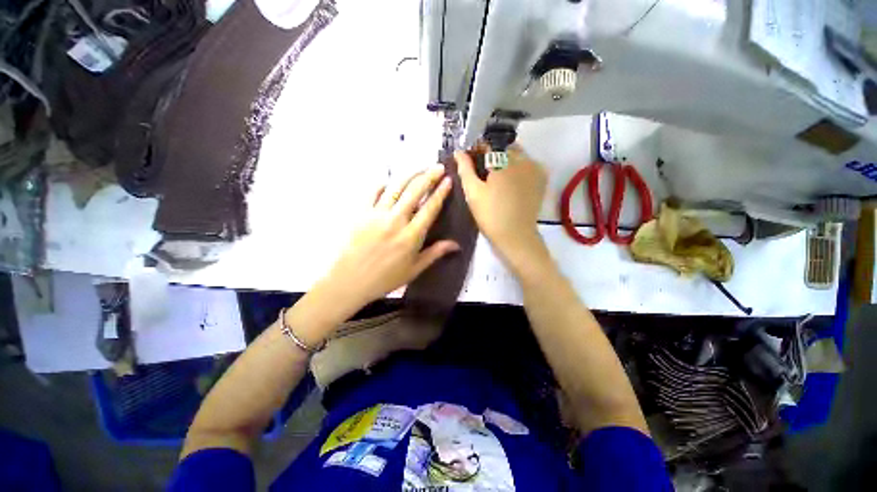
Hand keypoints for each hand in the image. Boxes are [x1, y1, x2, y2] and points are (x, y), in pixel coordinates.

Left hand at [321, 165, 459, 307]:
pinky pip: (374, 192)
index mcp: (411, 236)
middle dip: (429, 176)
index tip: (448, 180)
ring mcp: (377, 214)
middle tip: (438, 167)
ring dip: (410, 175)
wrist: (350, 281)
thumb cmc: (385, 278)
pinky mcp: (361, 213)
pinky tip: (390, 182)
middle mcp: (396, 220)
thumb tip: (456, 245)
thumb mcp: (414, 269)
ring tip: (420, 168)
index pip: (430, 208)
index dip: (440, 192)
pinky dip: (384, 184)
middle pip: (415, 191)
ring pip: (396, 187)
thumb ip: (435, 253)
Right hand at [457, 145, 547, 266]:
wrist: (515, 236)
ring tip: (494, 176)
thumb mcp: (473, 192)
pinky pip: (527, 164)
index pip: (488, 143)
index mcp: (504, 160)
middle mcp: (523, 158)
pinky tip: (509, 180)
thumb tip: (458, 151)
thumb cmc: (490, 214)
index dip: (477, 149)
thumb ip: (465, 169)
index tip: (469, 158)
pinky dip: (517, 167)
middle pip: (504, 147)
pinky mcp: (541, 178)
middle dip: (491, 154)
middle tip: (482, 169)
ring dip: (504, 159)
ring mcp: (535, 168)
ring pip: (517, 155)